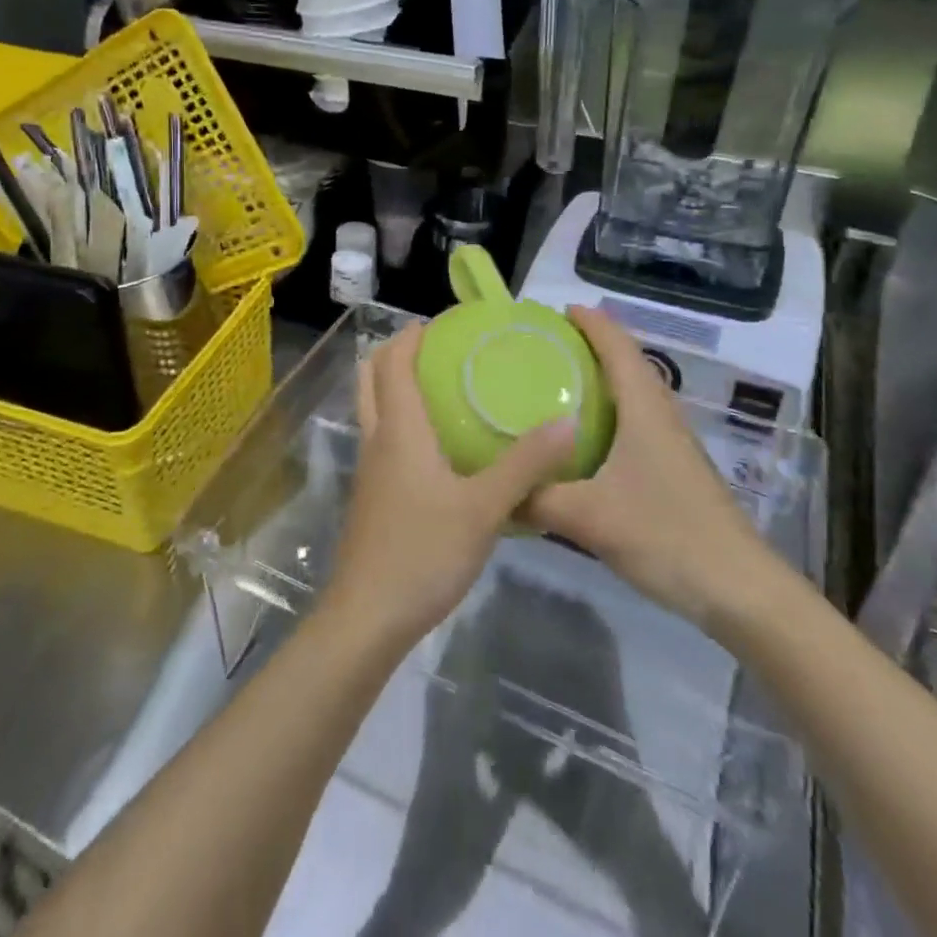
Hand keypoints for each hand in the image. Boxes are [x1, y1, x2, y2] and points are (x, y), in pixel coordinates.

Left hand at [322, 324, 578, 652]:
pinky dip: (398, 419)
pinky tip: (436, 445)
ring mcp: (370, 469)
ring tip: (439, 386)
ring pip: (372, 407)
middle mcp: (377, 439)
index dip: (413, 334)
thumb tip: (567, 421)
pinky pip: (381, 438)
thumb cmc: (424, 551)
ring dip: (394, 385)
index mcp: (399, 429)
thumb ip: (526, 465)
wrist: (369, 615)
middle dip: (396, 352)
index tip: (444, 321)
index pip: (394, 361)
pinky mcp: (372, 496)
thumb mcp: (485, 507)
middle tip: (437, 347)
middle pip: (371, 376)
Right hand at [524, 306, 785, 634]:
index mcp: (644, 409)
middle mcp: (660, 416)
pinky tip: (584, 439)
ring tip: (559, 383)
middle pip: (627, 363)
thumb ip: (537, 498)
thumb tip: (494, 489)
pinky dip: (609, 413)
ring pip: (634, 394)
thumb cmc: (666, 535)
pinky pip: (635, 422)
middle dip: (591, 345)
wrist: (738, 589)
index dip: (591, 322)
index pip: (618, 347)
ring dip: (602, 379)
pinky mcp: (673, 470)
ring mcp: (671, 444)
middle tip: (546, 346)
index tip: (558, 310)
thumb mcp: (590, 517)